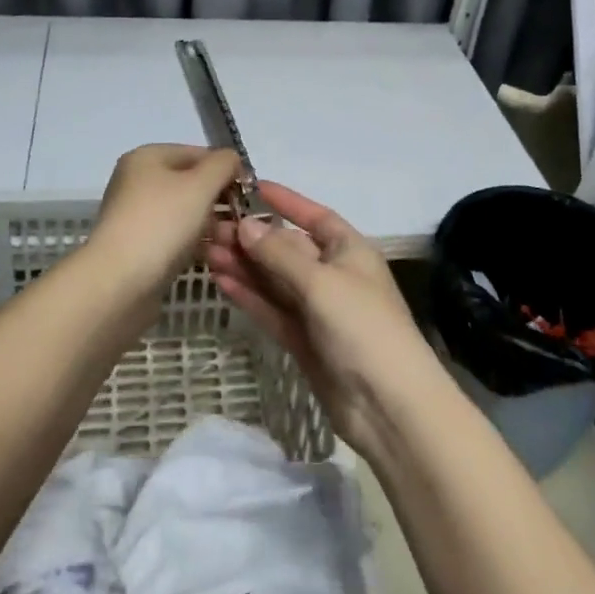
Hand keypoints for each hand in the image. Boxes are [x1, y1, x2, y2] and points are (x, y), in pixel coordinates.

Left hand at [86, 144, 243, 312]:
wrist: (118, 283)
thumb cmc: (162, 223)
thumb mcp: (200, 184)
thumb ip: (223, 164)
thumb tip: (233, 161)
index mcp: (147, 158)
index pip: (197, 153)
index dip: (227, 169)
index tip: (251, 193)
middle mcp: (138, 182)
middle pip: (191, 184)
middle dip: (221, 200)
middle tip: (245, 221)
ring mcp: (137, 216)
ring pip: (186, 213)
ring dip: (213, 225)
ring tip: (236, 242)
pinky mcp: (140, 247)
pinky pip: (177, 238)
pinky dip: (197, 244)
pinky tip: (217, 256)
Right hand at [205, 182, 438, 451]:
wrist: (388, 406)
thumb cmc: (362, 327)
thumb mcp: (321, 282)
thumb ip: (280, 254)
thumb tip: (246, 225)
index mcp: (350, 251)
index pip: (314, 216)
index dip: (286, 201)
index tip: (251, 187)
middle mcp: (333, 275)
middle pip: (287, 248)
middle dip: (252, 237)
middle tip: (210, 227)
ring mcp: (317, 310)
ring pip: (274, 280)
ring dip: (244, 265)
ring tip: (206, 250)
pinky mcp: (303, 340)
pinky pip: (272, 309)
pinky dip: (249, 295)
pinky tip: (221, 281)